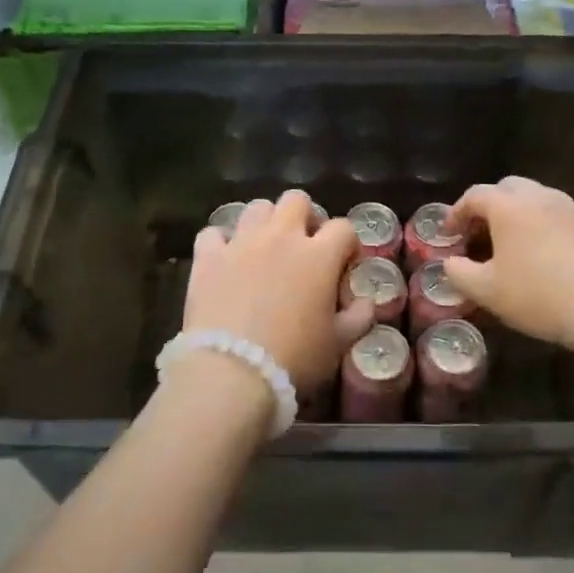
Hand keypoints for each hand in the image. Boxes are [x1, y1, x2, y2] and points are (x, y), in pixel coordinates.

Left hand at [183, 191, 373, 393]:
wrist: (232, 372)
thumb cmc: (294, 358)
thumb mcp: (338, 343)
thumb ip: (358, 317)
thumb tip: (365, 302)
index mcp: (319, 255)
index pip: (343, 227)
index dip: (347, 242)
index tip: (345, 262)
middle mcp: (280, 237)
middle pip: (296, 200)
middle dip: (304, 216)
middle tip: (303, 245)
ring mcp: (241, 243)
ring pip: (256, 208)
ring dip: (265, 222)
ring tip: (264, 248)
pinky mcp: (208, 257)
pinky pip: (213, 234)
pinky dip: (220, 243)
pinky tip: (224, 260)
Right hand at [444, 177, 573, 355]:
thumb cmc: (539, 296)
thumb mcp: (486, 291)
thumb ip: (459, 273)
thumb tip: (450, 263)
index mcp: (510, 206)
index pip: (474, 195)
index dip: (456, 213)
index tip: (448, 234)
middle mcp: (542, 198)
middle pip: (508, 188)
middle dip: (488, 206)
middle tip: (479, 234)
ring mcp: (573, 210)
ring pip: (537, 200)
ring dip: (518, 215)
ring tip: (511, 246)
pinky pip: (560, 218)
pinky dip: (544, 228)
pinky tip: (545, 259)